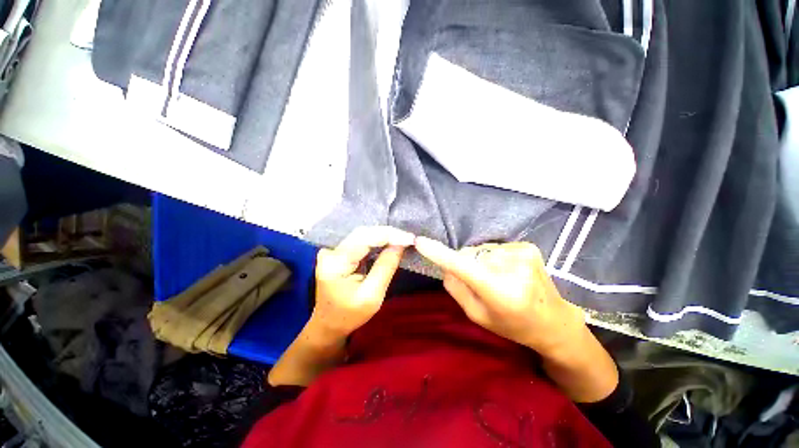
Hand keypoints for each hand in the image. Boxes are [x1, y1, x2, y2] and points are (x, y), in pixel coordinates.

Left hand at [312, 226, 414, 337]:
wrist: (329, 323)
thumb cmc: (350, 314)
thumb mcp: (372, 295)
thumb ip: (385, 267)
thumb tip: (400, 244)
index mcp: (335, 262)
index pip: (365, 238)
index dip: (390, 235)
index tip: (410, 239)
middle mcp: (331, 251)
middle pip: (363, 233)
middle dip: (388, 233)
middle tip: (409, 239)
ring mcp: (332, 250)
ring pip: (363, 234)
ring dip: (384, 235)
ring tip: (402, 239)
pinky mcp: (337, 251)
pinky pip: (360, 240)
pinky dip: (377, 240)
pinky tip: (389, 242)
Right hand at [414, 238, 586, 356]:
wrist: (554, 321)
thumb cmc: (512, 325)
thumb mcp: (477, 315)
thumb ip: (457, 288)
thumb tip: (446, 264)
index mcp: (501, 293)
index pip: (463, 267)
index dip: (440, 254)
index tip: (420, 241)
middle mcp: (513, 269)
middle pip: (469, 254)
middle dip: (466, 264)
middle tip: (479, 282)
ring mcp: (523, 254)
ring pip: (481, 249)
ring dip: (480, 260)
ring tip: (497, 277)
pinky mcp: (528, 246)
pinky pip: (494, 247)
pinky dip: (493, 256)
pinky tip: (507, 270)